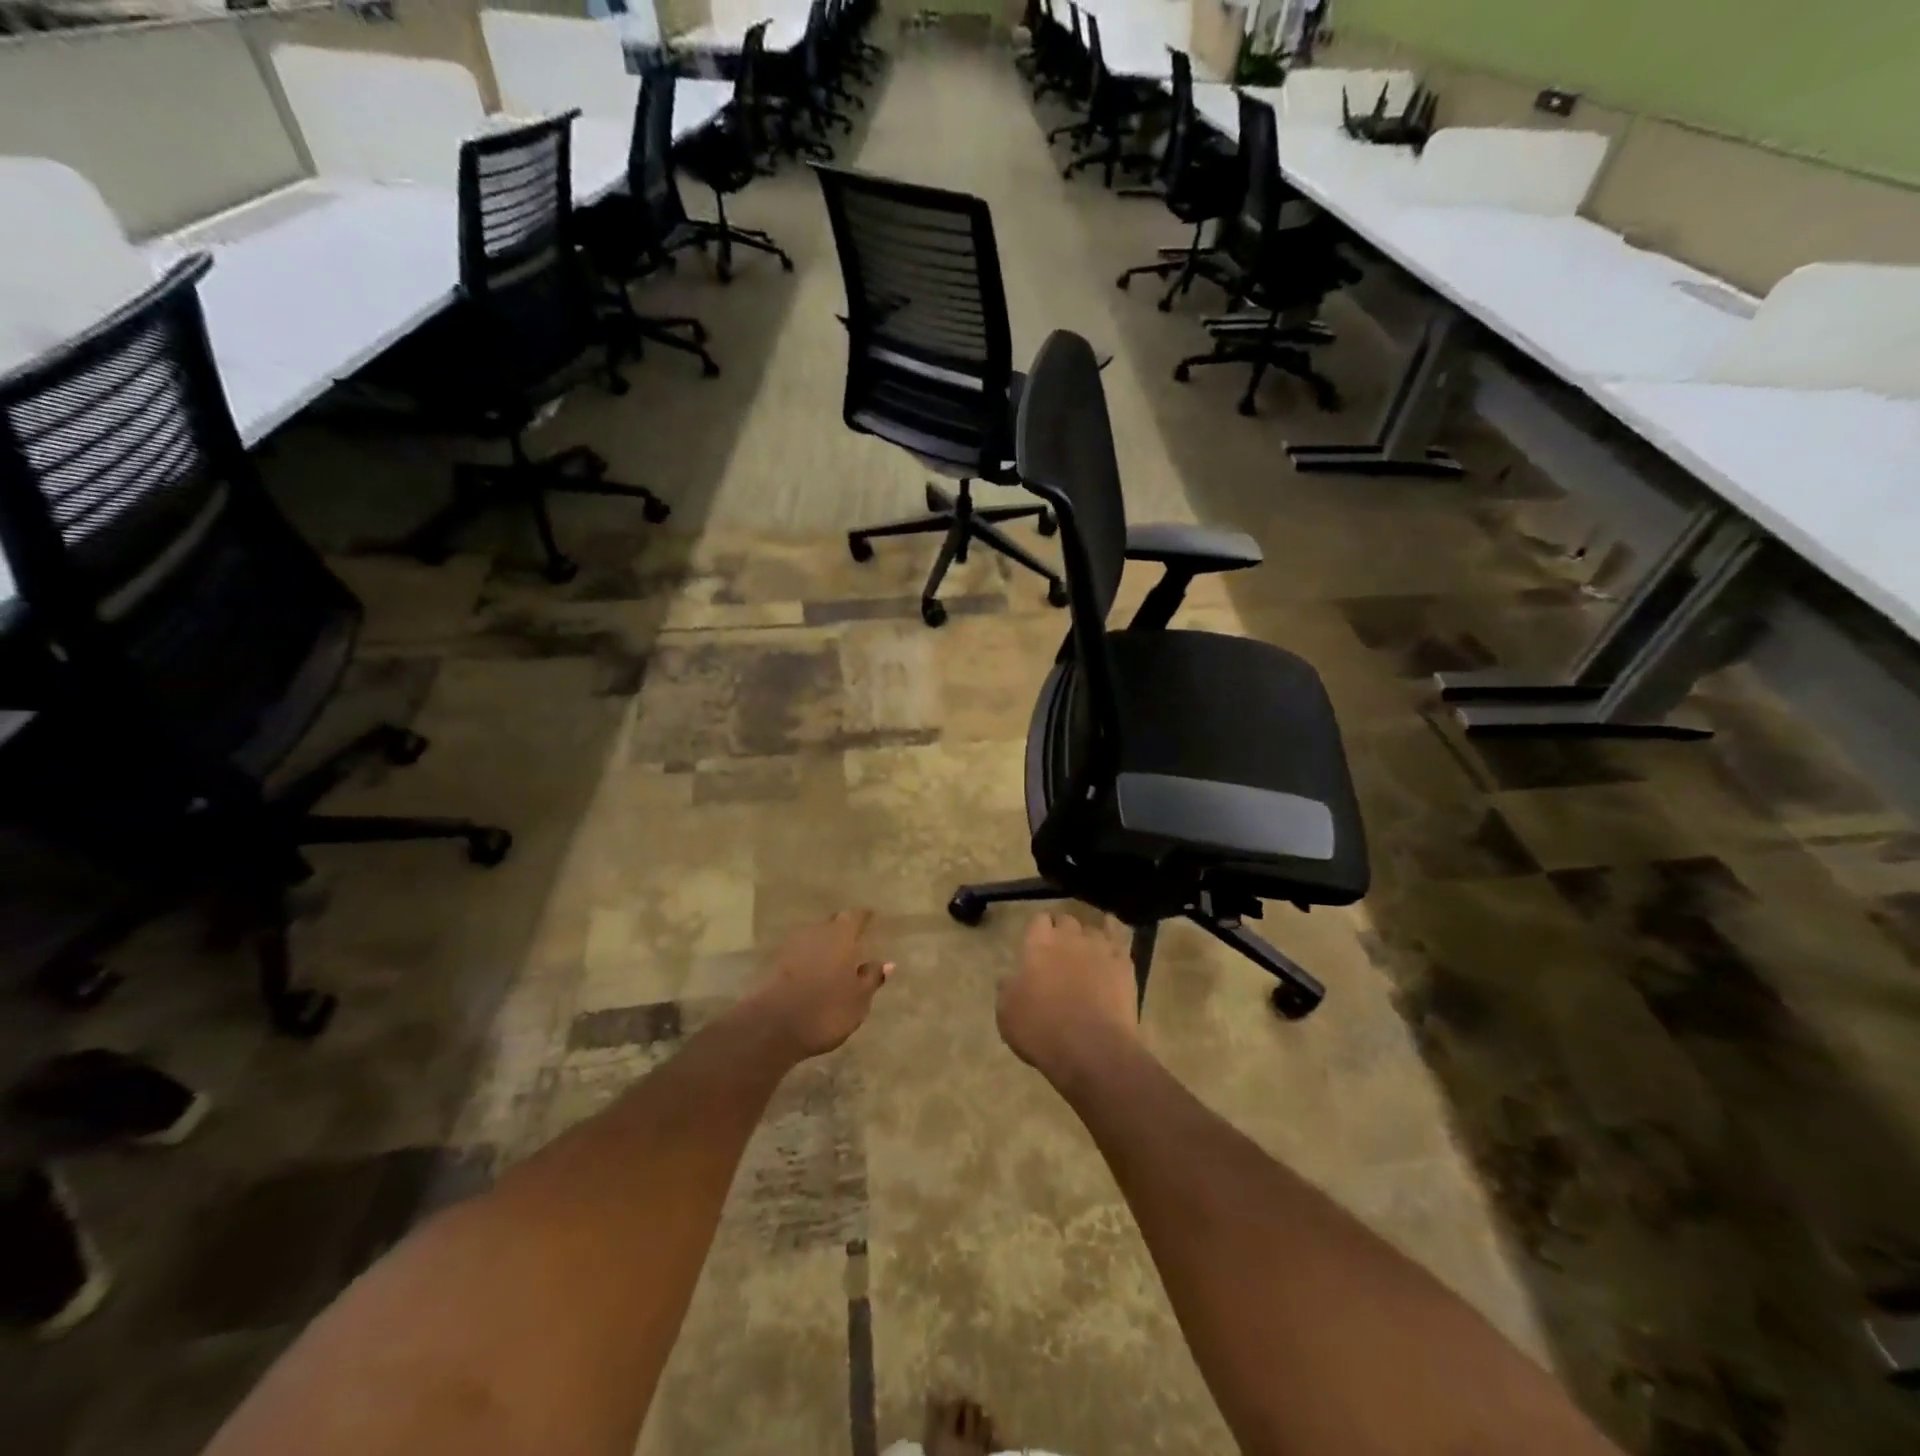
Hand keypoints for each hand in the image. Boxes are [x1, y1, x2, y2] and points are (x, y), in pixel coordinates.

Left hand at [742, 910, 891, 1060]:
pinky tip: (811, 973)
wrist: (770, 1027)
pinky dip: (806, 959)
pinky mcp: (773, 963)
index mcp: (841, 935)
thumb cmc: (825, 1011)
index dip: (864, 918)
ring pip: (813, 938)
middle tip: (853, 942)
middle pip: (832, 924)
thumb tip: (887, 963)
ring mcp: (791, 945)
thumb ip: (872, 978)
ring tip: (833, 960)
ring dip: (822, 945)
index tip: (871, 919)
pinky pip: (797, 953)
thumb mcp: (858, 1000)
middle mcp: (816, 932)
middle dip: (842, 930)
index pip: (855, 916)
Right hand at [997, 913, 1138, 1086]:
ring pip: (1094, 931)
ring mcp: (1101, 949)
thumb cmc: (1041, 1030)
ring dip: (1089, 940)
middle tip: (1060, 951)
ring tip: (1087, 956)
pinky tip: (1114, 953)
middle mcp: (1070, 938)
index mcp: (1039, 944)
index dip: (1039, 930)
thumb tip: (1008, 978)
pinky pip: (1120, 945)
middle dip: (1063, 931)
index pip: (1039, 920)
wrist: (1091, 1049)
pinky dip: (1115, 947)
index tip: (1037, 943)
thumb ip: (1007, 989)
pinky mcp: (1124, 966)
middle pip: (1067, 920)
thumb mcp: (1007, 1014)